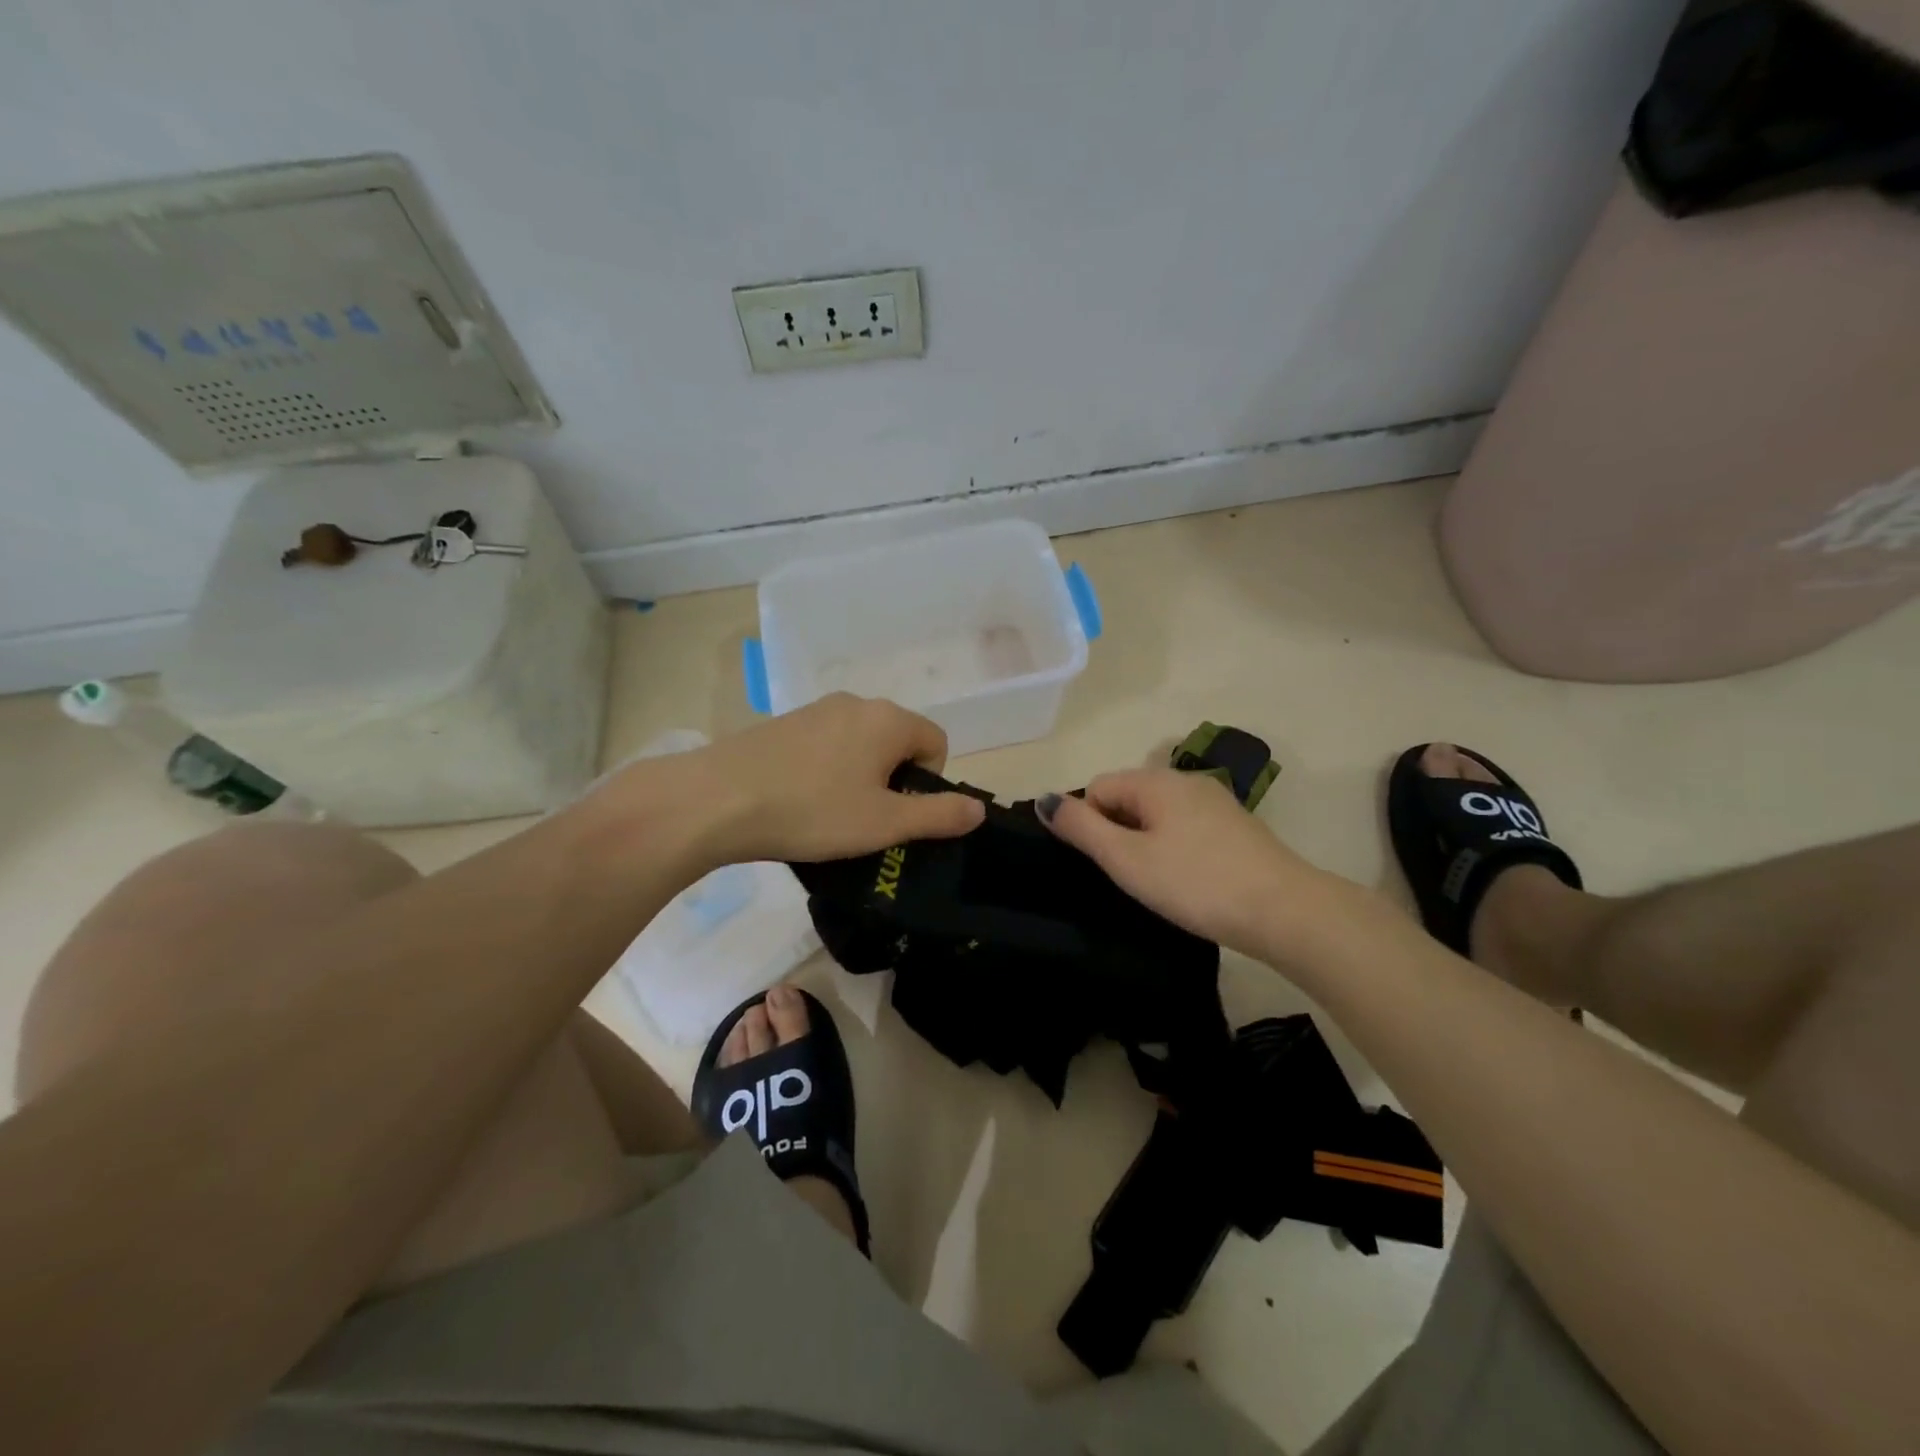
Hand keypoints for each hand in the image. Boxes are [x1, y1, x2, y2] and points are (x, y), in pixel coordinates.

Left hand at [687, 694, 985, 863]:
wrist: (716, 799)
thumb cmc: (812, 811)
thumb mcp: (884, 824)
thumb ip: (938, 816)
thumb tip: (979, 810)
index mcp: (888, 719)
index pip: (936, 742)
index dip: (929, 783)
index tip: (899, 816)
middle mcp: (856, 703)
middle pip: (898, 740)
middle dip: (894, 780)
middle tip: (867, 820)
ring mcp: (816, 709)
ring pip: (860, 743)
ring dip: (859, 776)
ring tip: (830, 815)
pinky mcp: (784, 723)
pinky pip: (825, 745)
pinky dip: (826, 770)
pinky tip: (799, 800)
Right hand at [1039, 768, 1340, 956]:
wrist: (1285, 912)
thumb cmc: (1195, 883)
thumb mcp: (1127, 859)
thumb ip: (1081, 828)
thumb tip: (1044, 799)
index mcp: (1156, 781)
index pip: (1097, 787)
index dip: (1089, 824)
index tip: (1106, 864)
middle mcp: (1186, 781)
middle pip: (1128, 797)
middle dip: (1117, 833)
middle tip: (1129, 878)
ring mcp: (1216, 802)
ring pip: (1157, 815)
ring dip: (1145, 843)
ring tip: (1158, 884)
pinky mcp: (1236, 827)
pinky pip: (1185, 828)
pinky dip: (1174, 849)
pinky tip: (1188, 881)